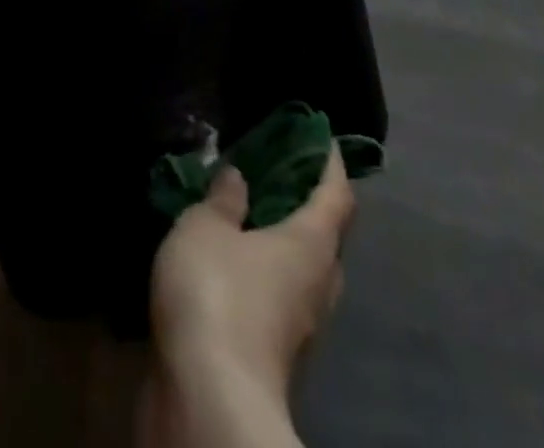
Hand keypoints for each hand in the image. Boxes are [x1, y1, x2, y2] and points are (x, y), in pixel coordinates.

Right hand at [150, 148, 355, 395]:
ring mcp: (300, 331)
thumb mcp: (206, 227)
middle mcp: (317, 286)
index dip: (332, 164)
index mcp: (312, 244)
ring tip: (251, 219)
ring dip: (284, 247)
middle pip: (327, 239)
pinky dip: (263, 280)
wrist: (207, 404)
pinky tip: (232, 269)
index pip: (337, 195)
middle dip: (310, 207)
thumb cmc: (216, 296)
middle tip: (282, 177)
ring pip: (303, 277)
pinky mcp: (274, 361)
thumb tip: (239, 177)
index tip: (324, 139)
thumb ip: (223, 199)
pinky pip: (278, 305)